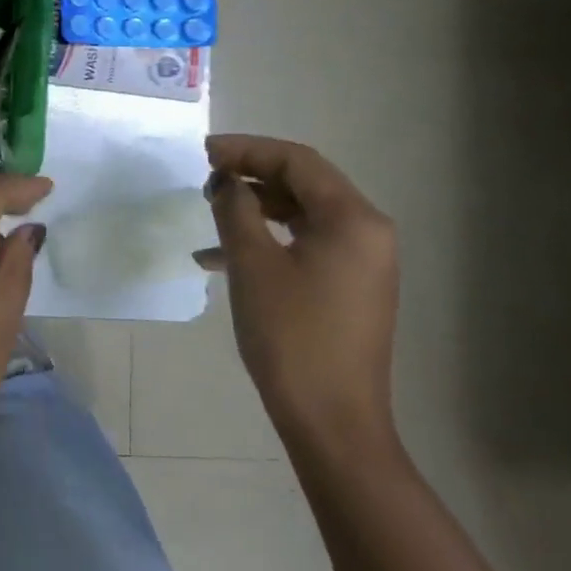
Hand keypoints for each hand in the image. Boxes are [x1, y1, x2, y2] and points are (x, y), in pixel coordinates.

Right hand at [200, 135, 398, 454]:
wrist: (332, 420)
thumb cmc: (291, 335)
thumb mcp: (253, 264)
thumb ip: (235, 210)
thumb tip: (225, 181)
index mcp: (353, 219)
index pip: (297, 161)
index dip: (247, 149)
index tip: (203, 152)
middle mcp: (367, 232)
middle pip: (304, 182)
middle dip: (251, 174)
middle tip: (205, 177)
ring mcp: (362, 261)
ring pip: (302, 213)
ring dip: (255, 206)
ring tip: (211, 210)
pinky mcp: (349, 286)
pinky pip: (305, 243)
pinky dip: (267, 239)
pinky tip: (222, 258)